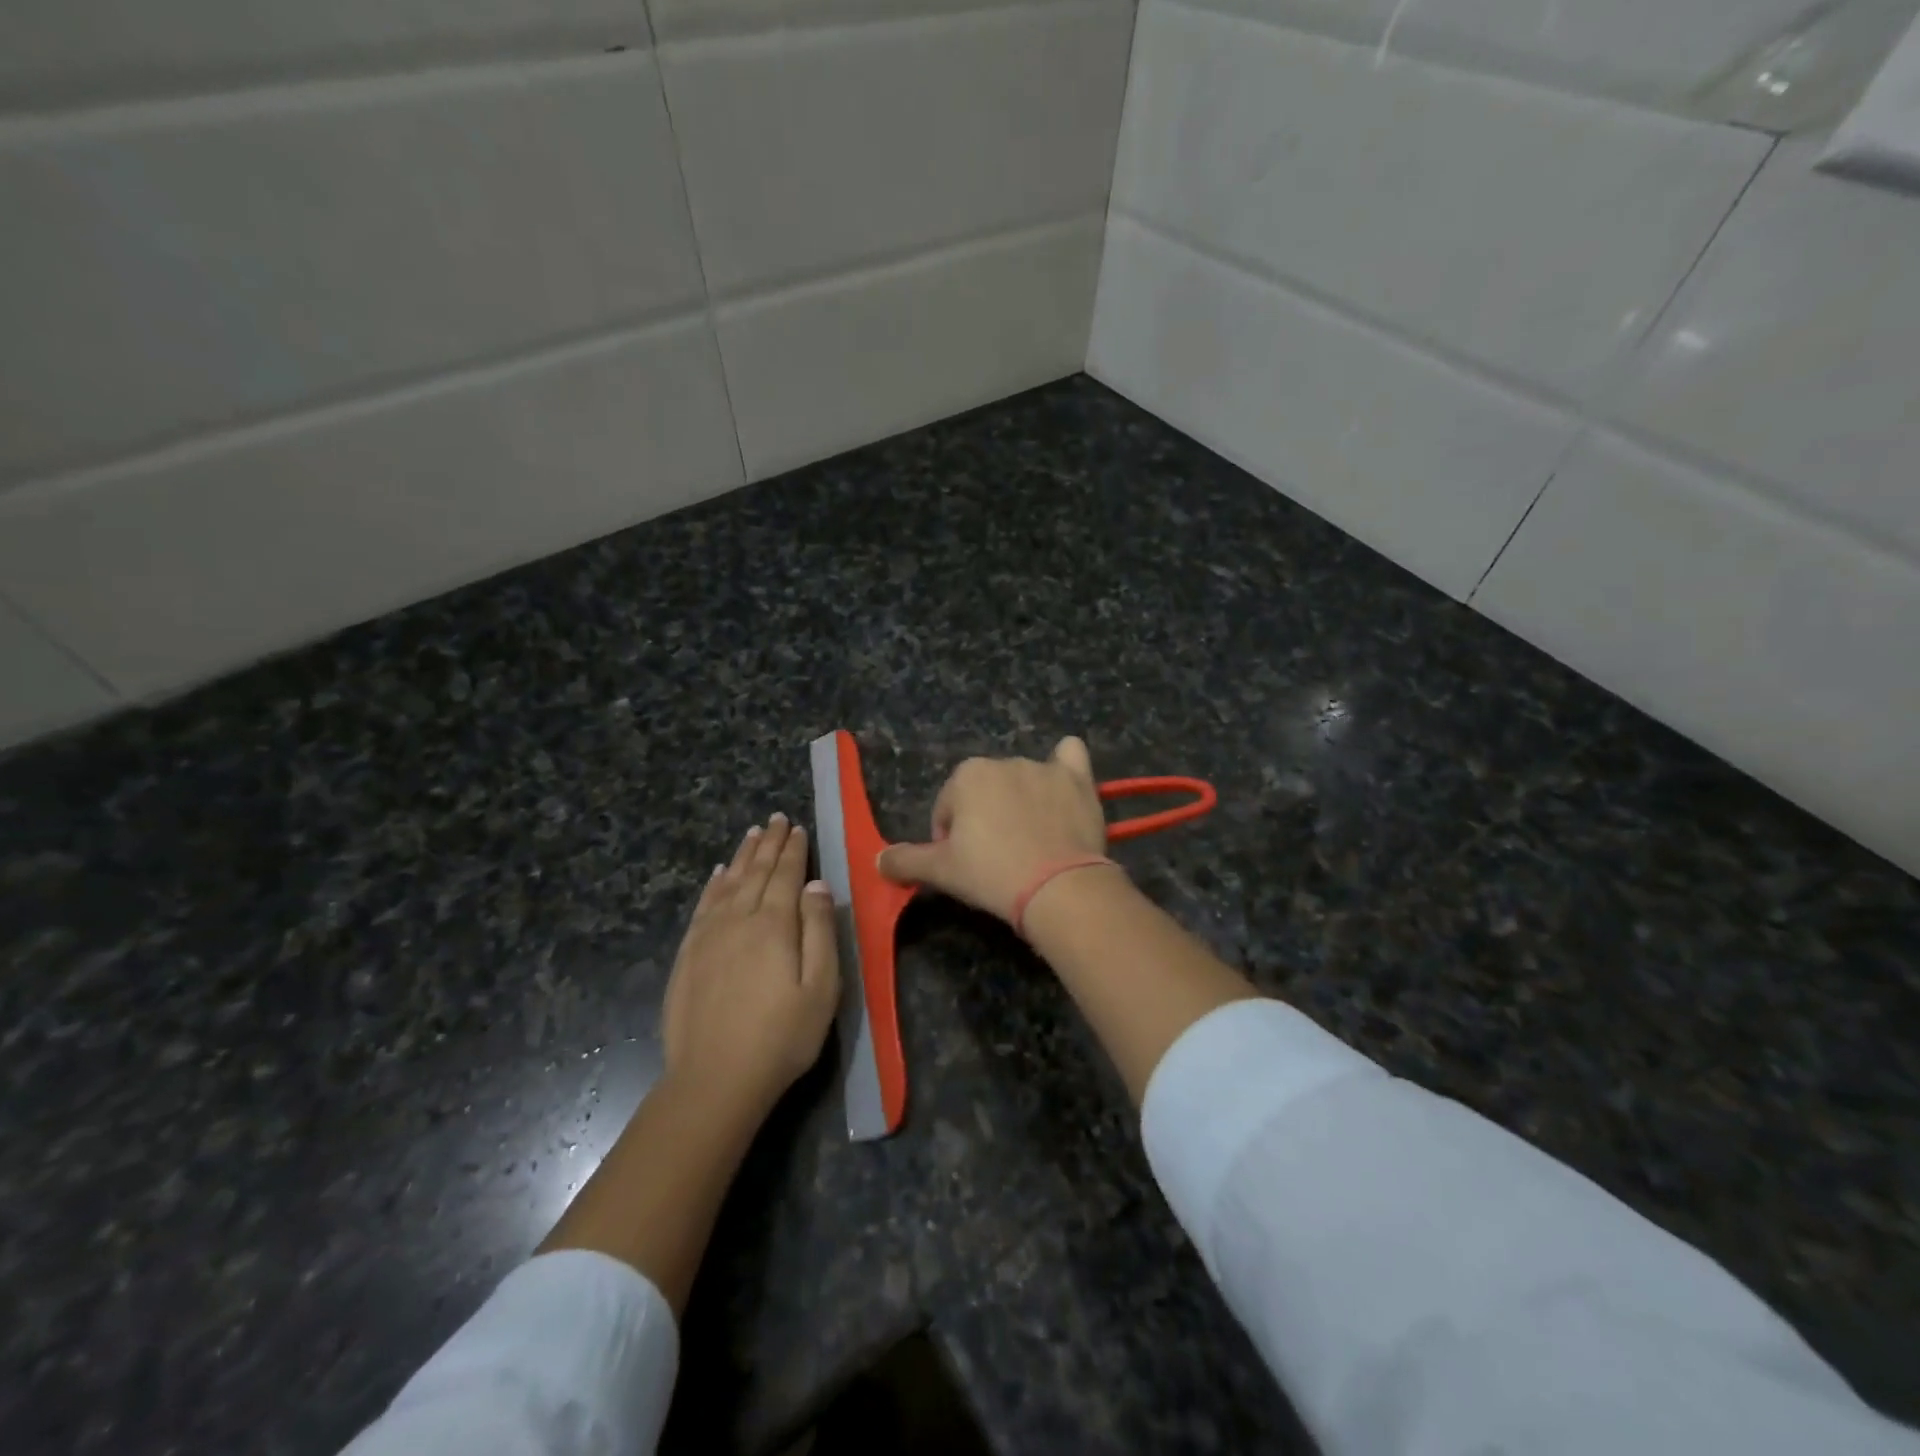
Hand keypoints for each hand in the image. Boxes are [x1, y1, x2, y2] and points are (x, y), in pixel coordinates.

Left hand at [663, 813, 839, 1117]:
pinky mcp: (688, 955)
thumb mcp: (821, 987)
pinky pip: (703, 906)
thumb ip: (820, 931)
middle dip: (769, 844)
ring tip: (752, 834)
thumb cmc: (781, 1036)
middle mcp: (739, 919)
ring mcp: (708, 936)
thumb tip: (816, 885)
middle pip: (756, 872)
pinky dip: (713, 884)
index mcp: (774, 925)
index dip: (793, 850)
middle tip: (776, 819)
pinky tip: (719, 874)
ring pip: (729, 883)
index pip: (786, 875)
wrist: (715, 1079)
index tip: (797, 827)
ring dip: (743, 856)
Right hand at [877, 737, 1112, 923]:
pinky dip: (1065, 767)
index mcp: (966, 775)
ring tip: (1032, 844)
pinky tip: (1064, 785)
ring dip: (1021, 804)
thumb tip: (877, 860)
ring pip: (1024, 782)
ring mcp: (1044, 768)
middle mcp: (1004, 761)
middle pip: (985, 793)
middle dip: (986, 819)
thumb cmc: (991, 874)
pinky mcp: (1079, 780)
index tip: (966, 866)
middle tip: (996, 859)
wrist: (1058, 887)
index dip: (951, 839)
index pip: (948, 808)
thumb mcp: (940, 871)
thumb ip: (905, 861)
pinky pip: (1070, 756)